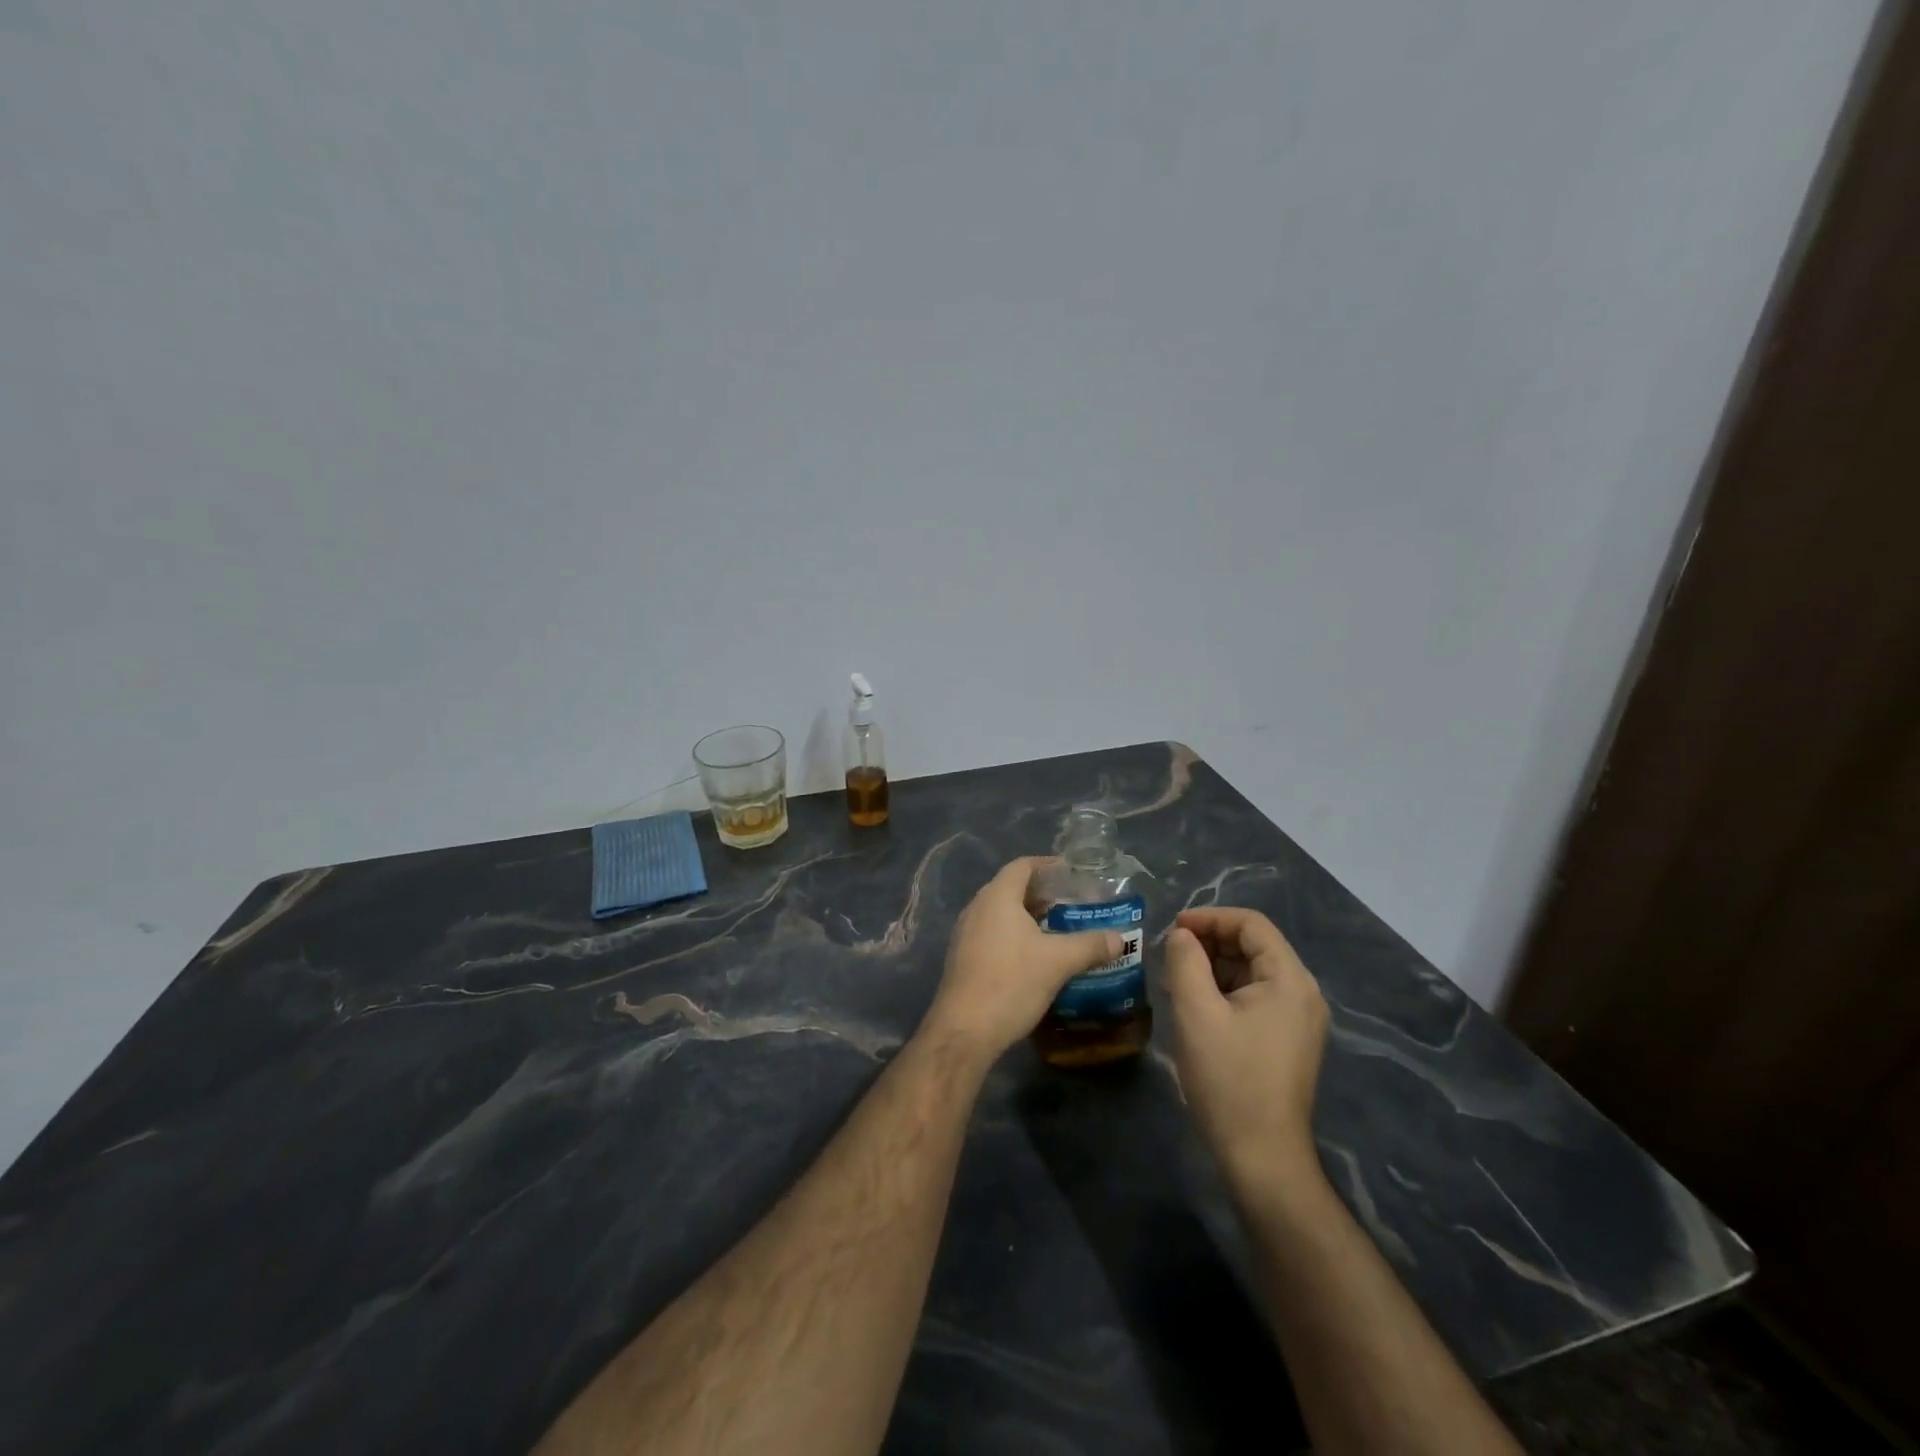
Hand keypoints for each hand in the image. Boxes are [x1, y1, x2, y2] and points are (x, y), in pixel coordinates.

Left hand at [922, 857, 1122, 1060]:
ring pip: (1001, 913)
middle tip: (1072, 904)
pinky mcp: (963, 958)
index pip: (1022, 866)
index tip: (1072, 873)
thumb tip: (1119, 938)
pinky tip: (1035, 956)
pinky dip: (1014, 935)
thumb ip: (1089, 945)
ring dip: (1028, 917)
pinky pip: (992, 933)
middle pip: (1011, 888)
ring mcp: (965, 934)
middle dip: (1042, 893)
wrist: (964, 1030)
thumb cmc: (1011, 983)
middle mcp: (977, 908)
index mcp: (997, 897)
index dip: (1047, 865)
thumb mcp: (1057, 962)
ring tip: (1058, 929)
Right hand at [1164, 907, 1328, 1183]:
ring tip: (1174, 982)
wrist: (1261, 1156)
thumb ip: (1185, 961)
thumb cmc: (1228, 1078)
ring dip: (1212, 968)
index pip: (1251, 924)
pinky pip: (1254, 998)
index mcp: (1289, 980)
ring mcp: (1298, 1020)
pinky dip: (1223, 992)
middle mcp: (1302, 993)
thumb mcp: (1195, 1011)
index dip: (1209, 918)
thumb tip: (1182, 935)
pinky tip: (1194, 1008)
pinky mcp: (1287, 1041)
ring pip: (1250, 973)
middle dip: (1208, 943)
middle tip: (1168, 956)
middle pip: (1253, 946)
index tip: (1172, 928)